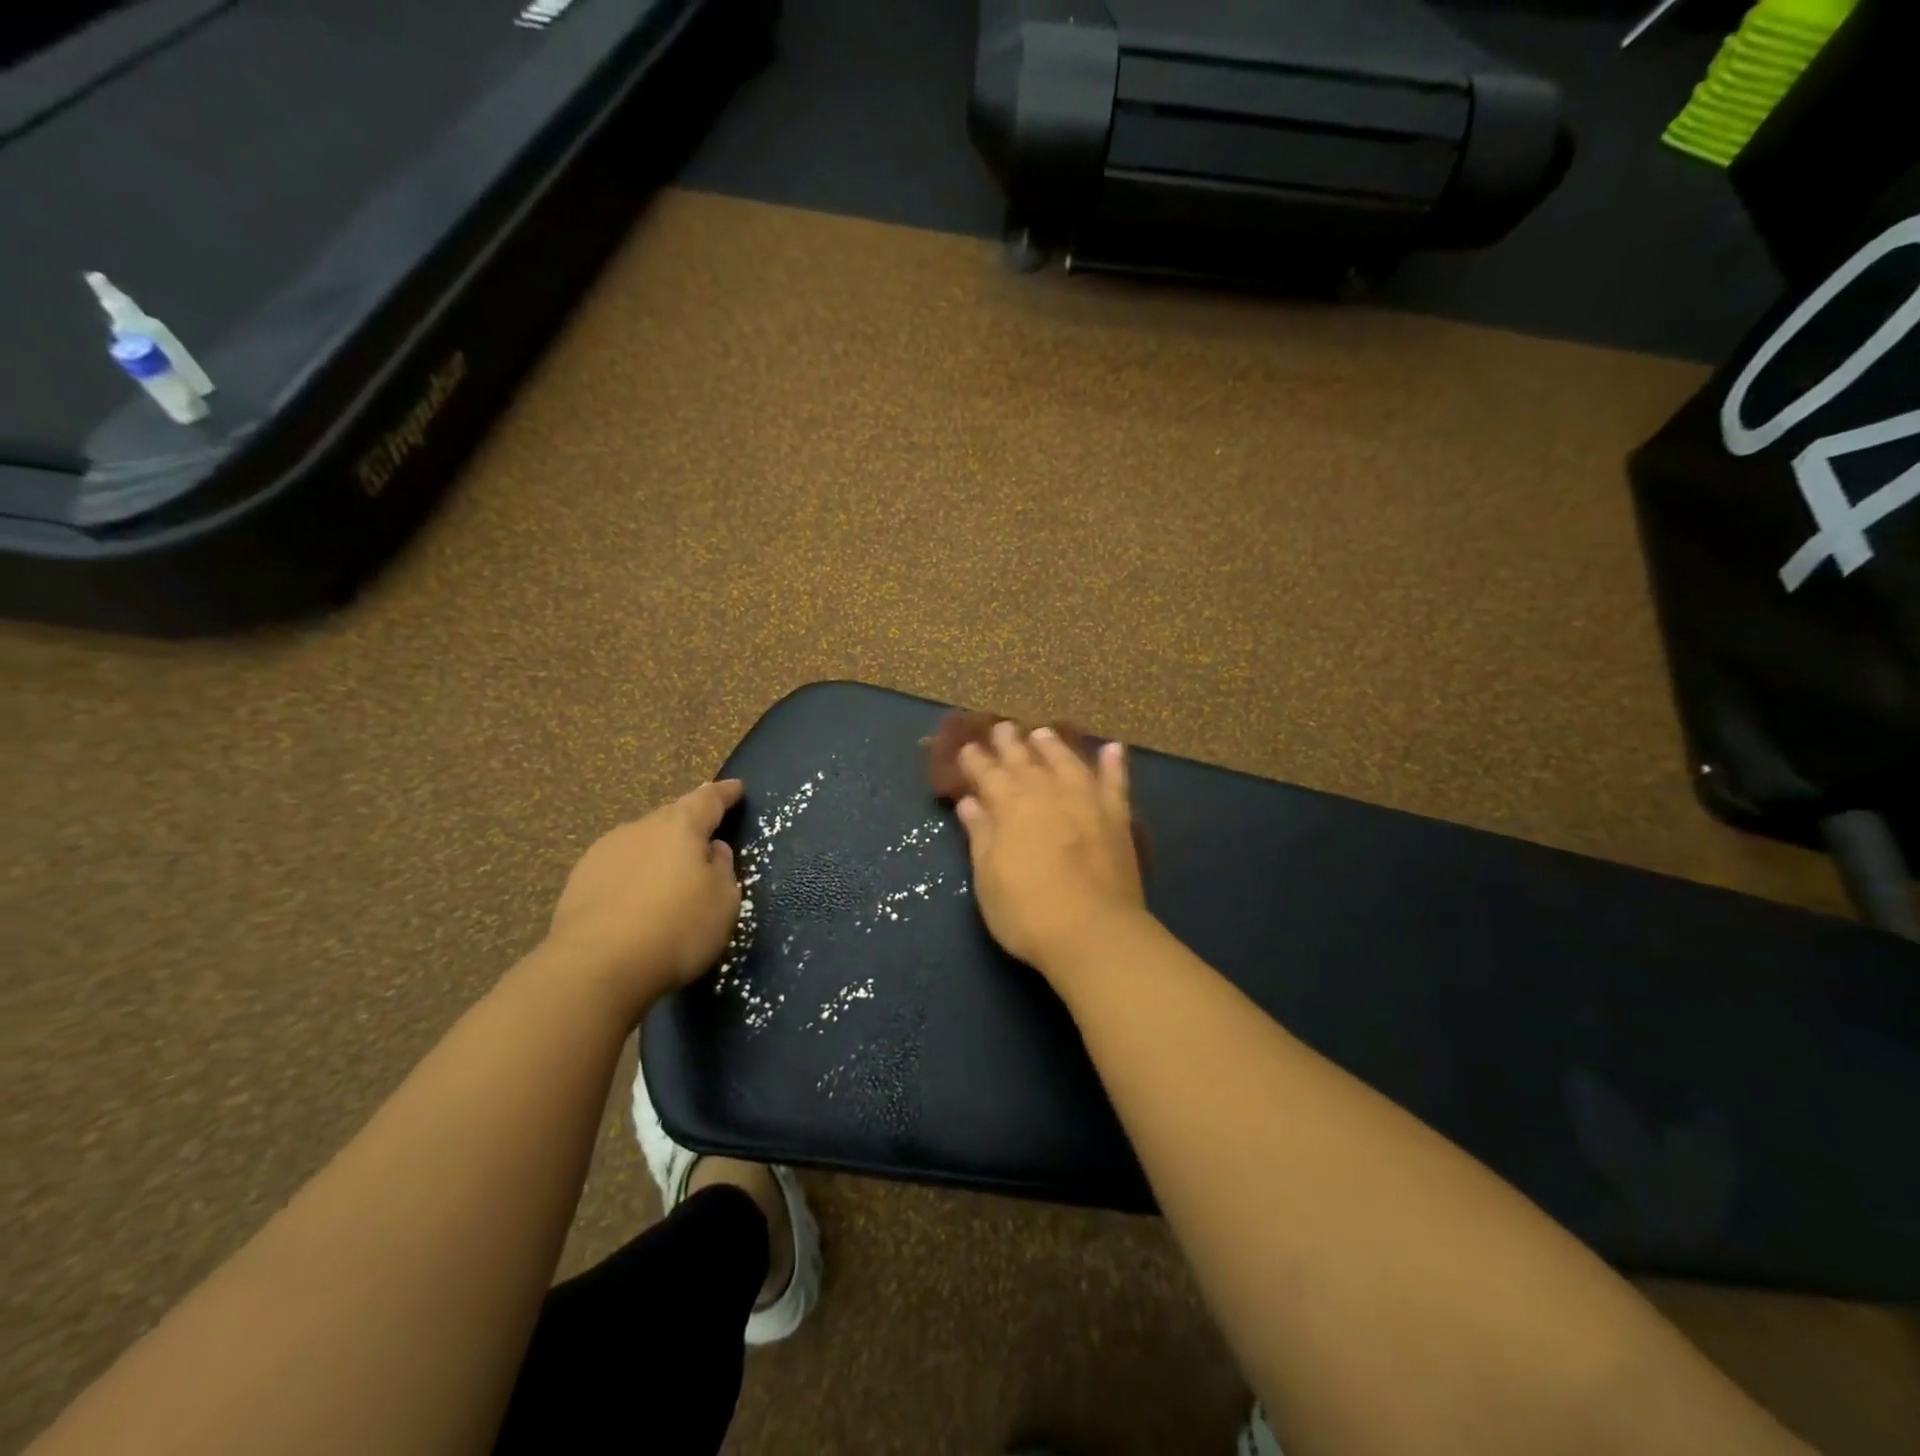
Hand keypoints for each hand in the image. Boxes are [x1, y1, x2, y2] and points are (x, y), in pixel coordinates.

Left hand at [546, 780, 743, 1014]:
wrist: (595, 968)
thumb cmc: (676, 928)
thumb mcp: (723, 902)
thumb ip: (722, 868)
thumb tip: (711, 850)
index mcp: (680, 826)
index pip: (708, 799)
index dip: (724, 793)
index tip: (736, 787)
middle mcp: (639, 828)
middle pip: (671, 817)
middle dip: (689, 824)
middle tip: (705, 839)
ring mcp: (603, 853)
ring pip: (641, 842)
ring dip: (658, 852)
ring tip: (669, 876)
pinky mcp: (578, 882)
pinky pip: (618, 869)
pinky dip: (633, 876)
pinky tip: (637, 899)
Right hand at [954, 722, 1146, 977]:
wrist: (1093, 932)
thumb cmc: (1027, 911)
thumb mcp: (988, 877)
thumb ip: (981, 834)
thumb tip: (970, 802)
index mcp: (1011, 807)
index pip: (988, 775)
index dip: (976, 762)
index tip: (968, 748)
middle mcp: (1048, 794)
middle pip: (1026, 762)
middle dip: (1010, 744)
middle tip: (1002, 727)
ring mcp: (1086, 802)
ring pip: (1067, 763)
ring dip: (1054, 747)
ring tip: (1043, 733)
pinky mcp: (1117, 819)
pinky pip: (1115, 783)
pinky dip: (1114, 764)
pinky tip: (1113, 748)